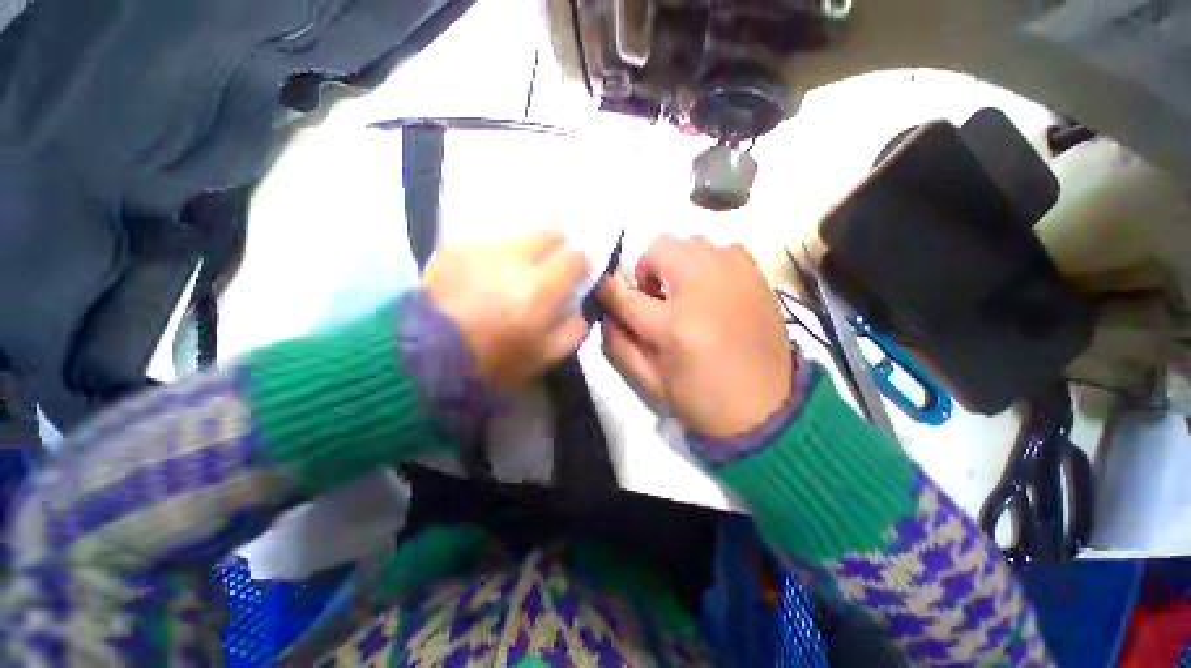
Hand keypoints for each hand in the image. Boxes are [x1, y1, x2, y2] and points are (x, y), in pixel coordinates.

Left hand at [424, 231, 590, 388]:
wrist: (426, 357)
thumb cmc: (493, 361)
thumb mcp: (543, 357)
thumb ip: (571, 331)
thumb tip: (578, 308)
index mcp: (539, 289)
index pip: (575, 257)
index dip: (580, 263)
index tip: (575, 274)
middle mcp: (513, 260)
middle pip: (548, 231)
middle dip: (556, 244)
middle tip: (548, 265)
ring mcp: (481, 250)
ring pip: (517, 236)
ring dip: (523, 251)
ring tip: (510, 275)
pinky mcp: (454, 249)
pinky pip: (486, 244)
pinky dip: (493, 257)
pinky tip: (482, 278)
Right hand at [599, 234, 792, 437]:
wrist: (768, 409)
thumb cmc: (702, 400)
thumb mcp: (650, 381)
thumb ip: (619, 344)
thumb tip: (607, 312)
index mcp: (673, 326)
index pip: (624, 295)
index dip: (606, 290)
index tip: (603, 290)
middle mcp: (703, 291)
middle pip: (659, 248)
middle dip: (646, 269)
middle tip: (654, 296)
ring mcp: (734, 278)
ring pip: (691, 241)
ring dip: (676, 263)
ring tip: (684, 293)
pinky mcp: (756, 276)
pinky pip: (723, 248)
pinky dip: (709, 261)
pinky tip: (711, 289)